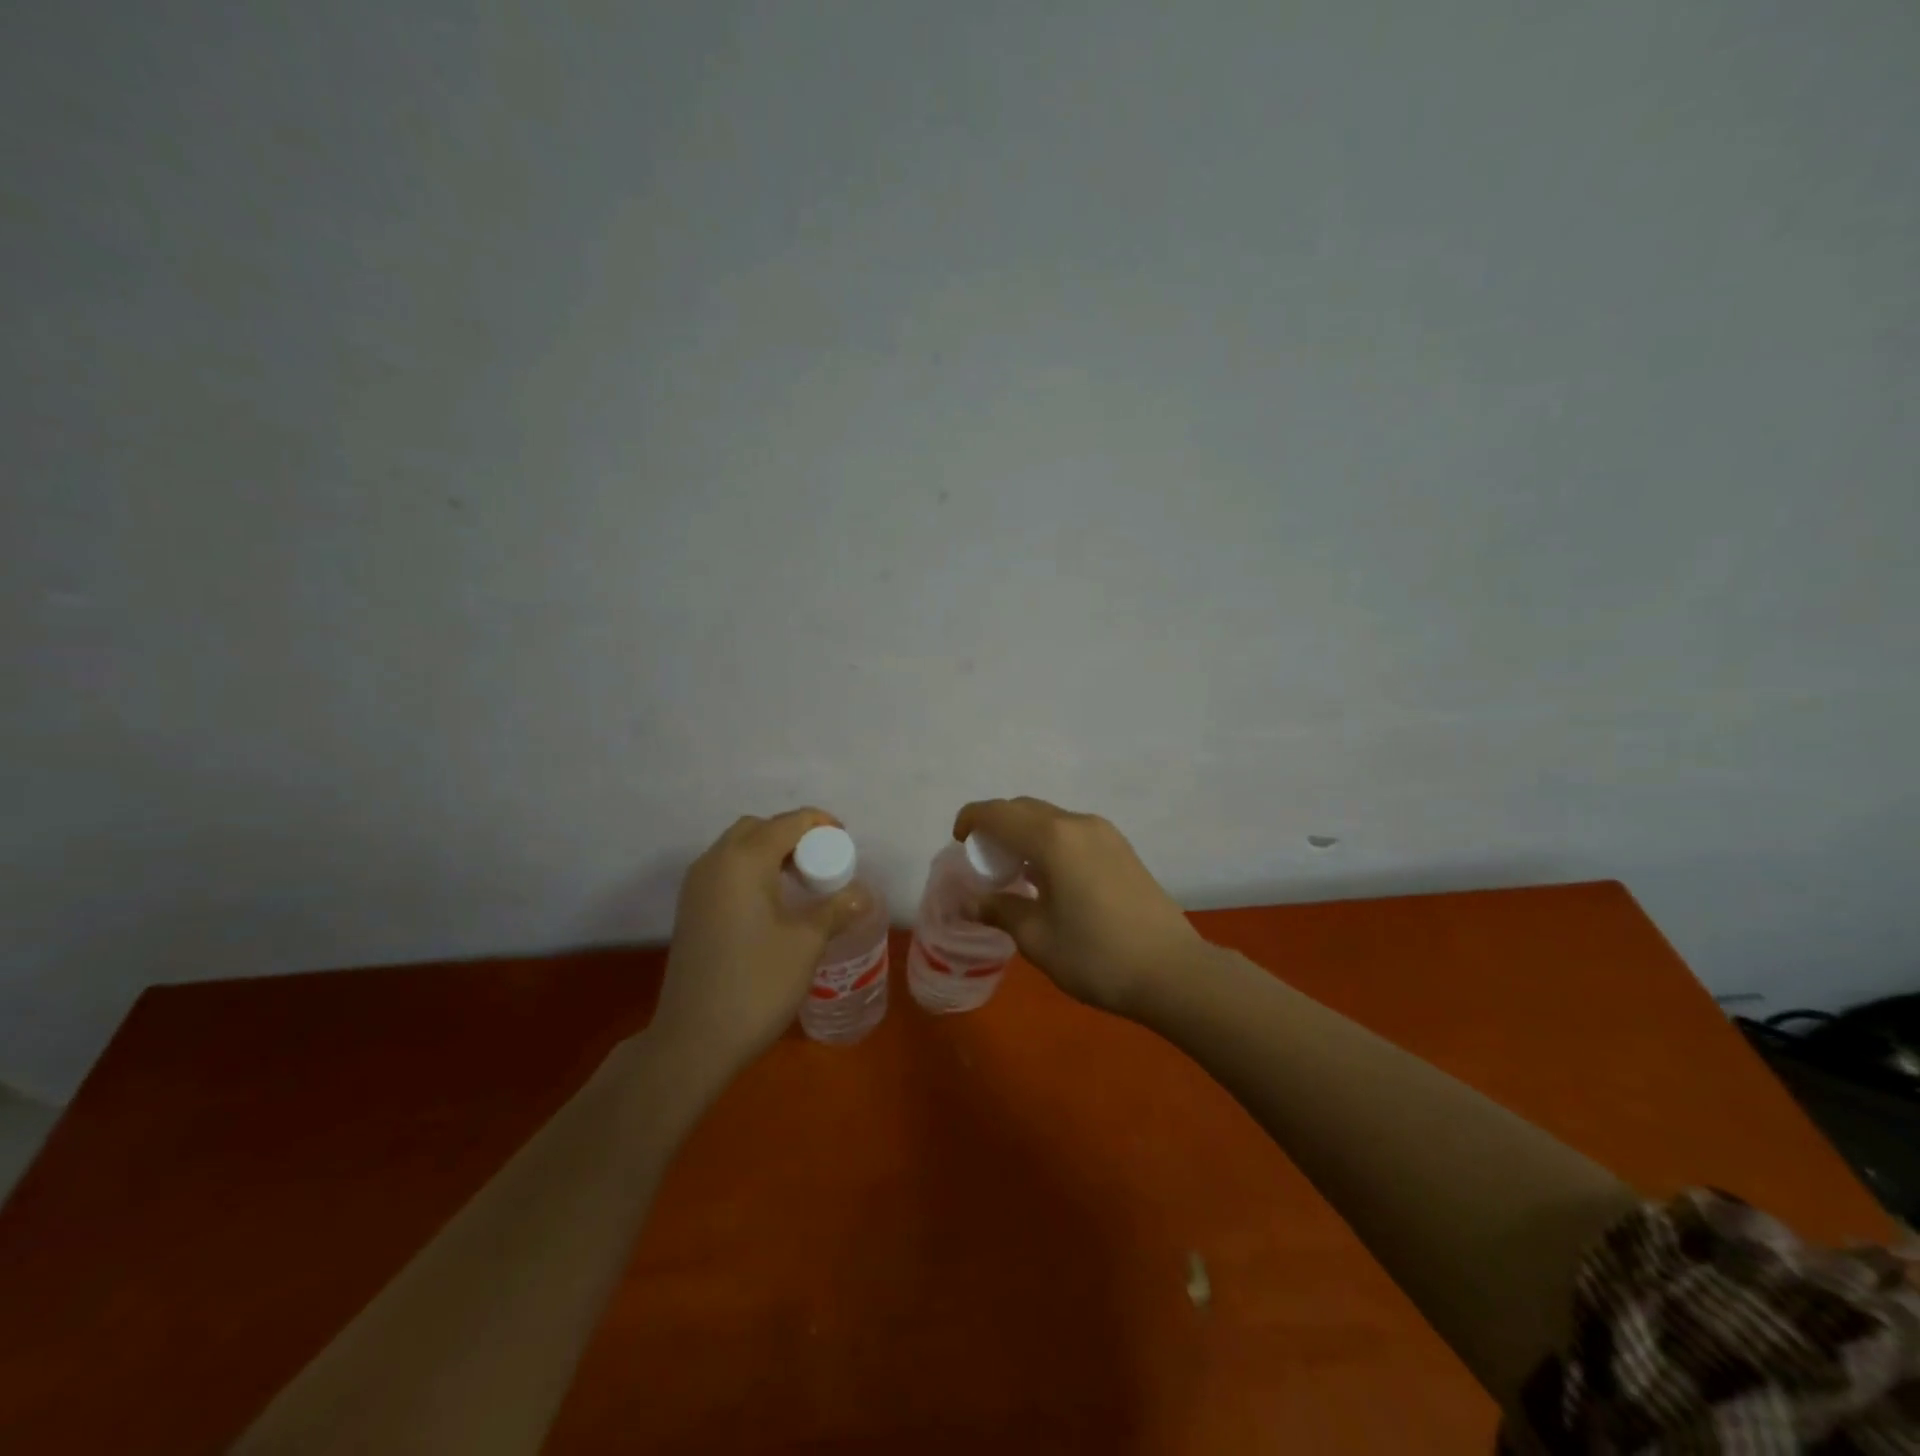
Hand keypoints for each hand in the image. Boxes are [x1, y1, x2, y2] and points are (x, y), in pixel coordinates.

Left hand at [651, 809, 869, 1073]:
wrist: (693, 1040)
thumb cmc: (756, 985)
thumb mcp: (806, 943)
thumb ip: (835, 909)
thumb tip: (862, 894)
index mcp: (744, 861)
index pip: (788, 823)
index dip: (820, 824)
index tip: (846, 843)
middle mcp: (715, 862)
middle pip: (758, 828)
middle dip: (793, 835)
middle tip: (822, 863)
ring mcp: (696, 886)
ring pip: (737, 848)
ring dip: (770, 852)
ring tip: (801, 883)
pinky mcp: (690, 909)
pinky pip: (725, 870)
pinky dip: (751, 870)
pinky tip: (772, 903)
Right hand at [953, 797, 1205, 1015]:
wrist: (1174, 971)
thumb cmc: (1097, 956)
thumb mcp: (1038, 938)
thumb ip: (1000, 910)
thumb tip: (971, 902)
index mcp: (1053, 839)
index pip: (998, 813)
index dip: (972, 819)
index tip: (959, 841)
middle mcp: (1078, 824)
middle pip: (1025, 809)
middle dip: (997, 825)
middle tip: (983, 860)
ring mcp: (1105, 834)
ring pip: (1051, 818)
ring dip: (1025, 833)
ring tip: (1014, 870)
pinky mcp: (1122, 848)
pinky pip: (1073, 831)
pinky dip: (1049, 841)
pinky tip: (1049, 877)